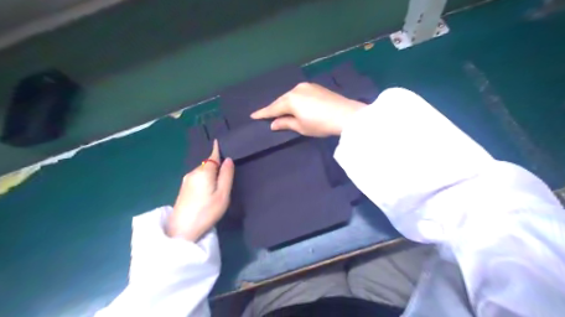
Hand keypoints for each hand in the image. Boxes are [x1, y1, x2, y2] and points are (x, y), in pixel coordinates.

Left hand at [166, 140, 233, 240]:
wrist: (181, 230)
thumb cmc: (206, 211)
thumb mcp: (223, 194)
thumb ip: (226, 175)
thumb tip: (228, 159)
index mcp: (204, 172)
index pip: (212, 156)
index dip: (217, 149)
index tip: (219, 141)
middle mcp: (193, 172)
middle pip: (207, 164)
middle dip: (216, 164)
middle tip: (227, 172)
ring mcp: (186, 181)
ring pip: (202, 171)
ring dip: (210, 173)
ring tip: (218, 183)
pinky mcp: (183, 189)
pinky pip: (197, 178)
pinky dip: (204, 179)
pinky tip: (207, 190)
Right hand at [249, 81, 363, 135]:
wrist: (345, 115)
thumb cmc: (320, 124)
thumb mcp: (301, 127)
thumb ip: (285, 123)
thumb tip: (273, 123)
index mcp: (290, 100)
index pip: (273, 108)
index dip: (263, 113)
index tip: (253, 115)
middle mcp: (296, 89)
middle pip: (282, 100)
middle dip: (275, 108)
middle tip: (267, 115)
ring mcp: (307, 86)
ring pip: (291, 96)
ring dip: (285, 103)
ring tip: (281, 111)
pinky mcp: (316, 86)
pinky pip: (300, 93)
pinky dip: (295, 100)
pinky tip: (296, 105)